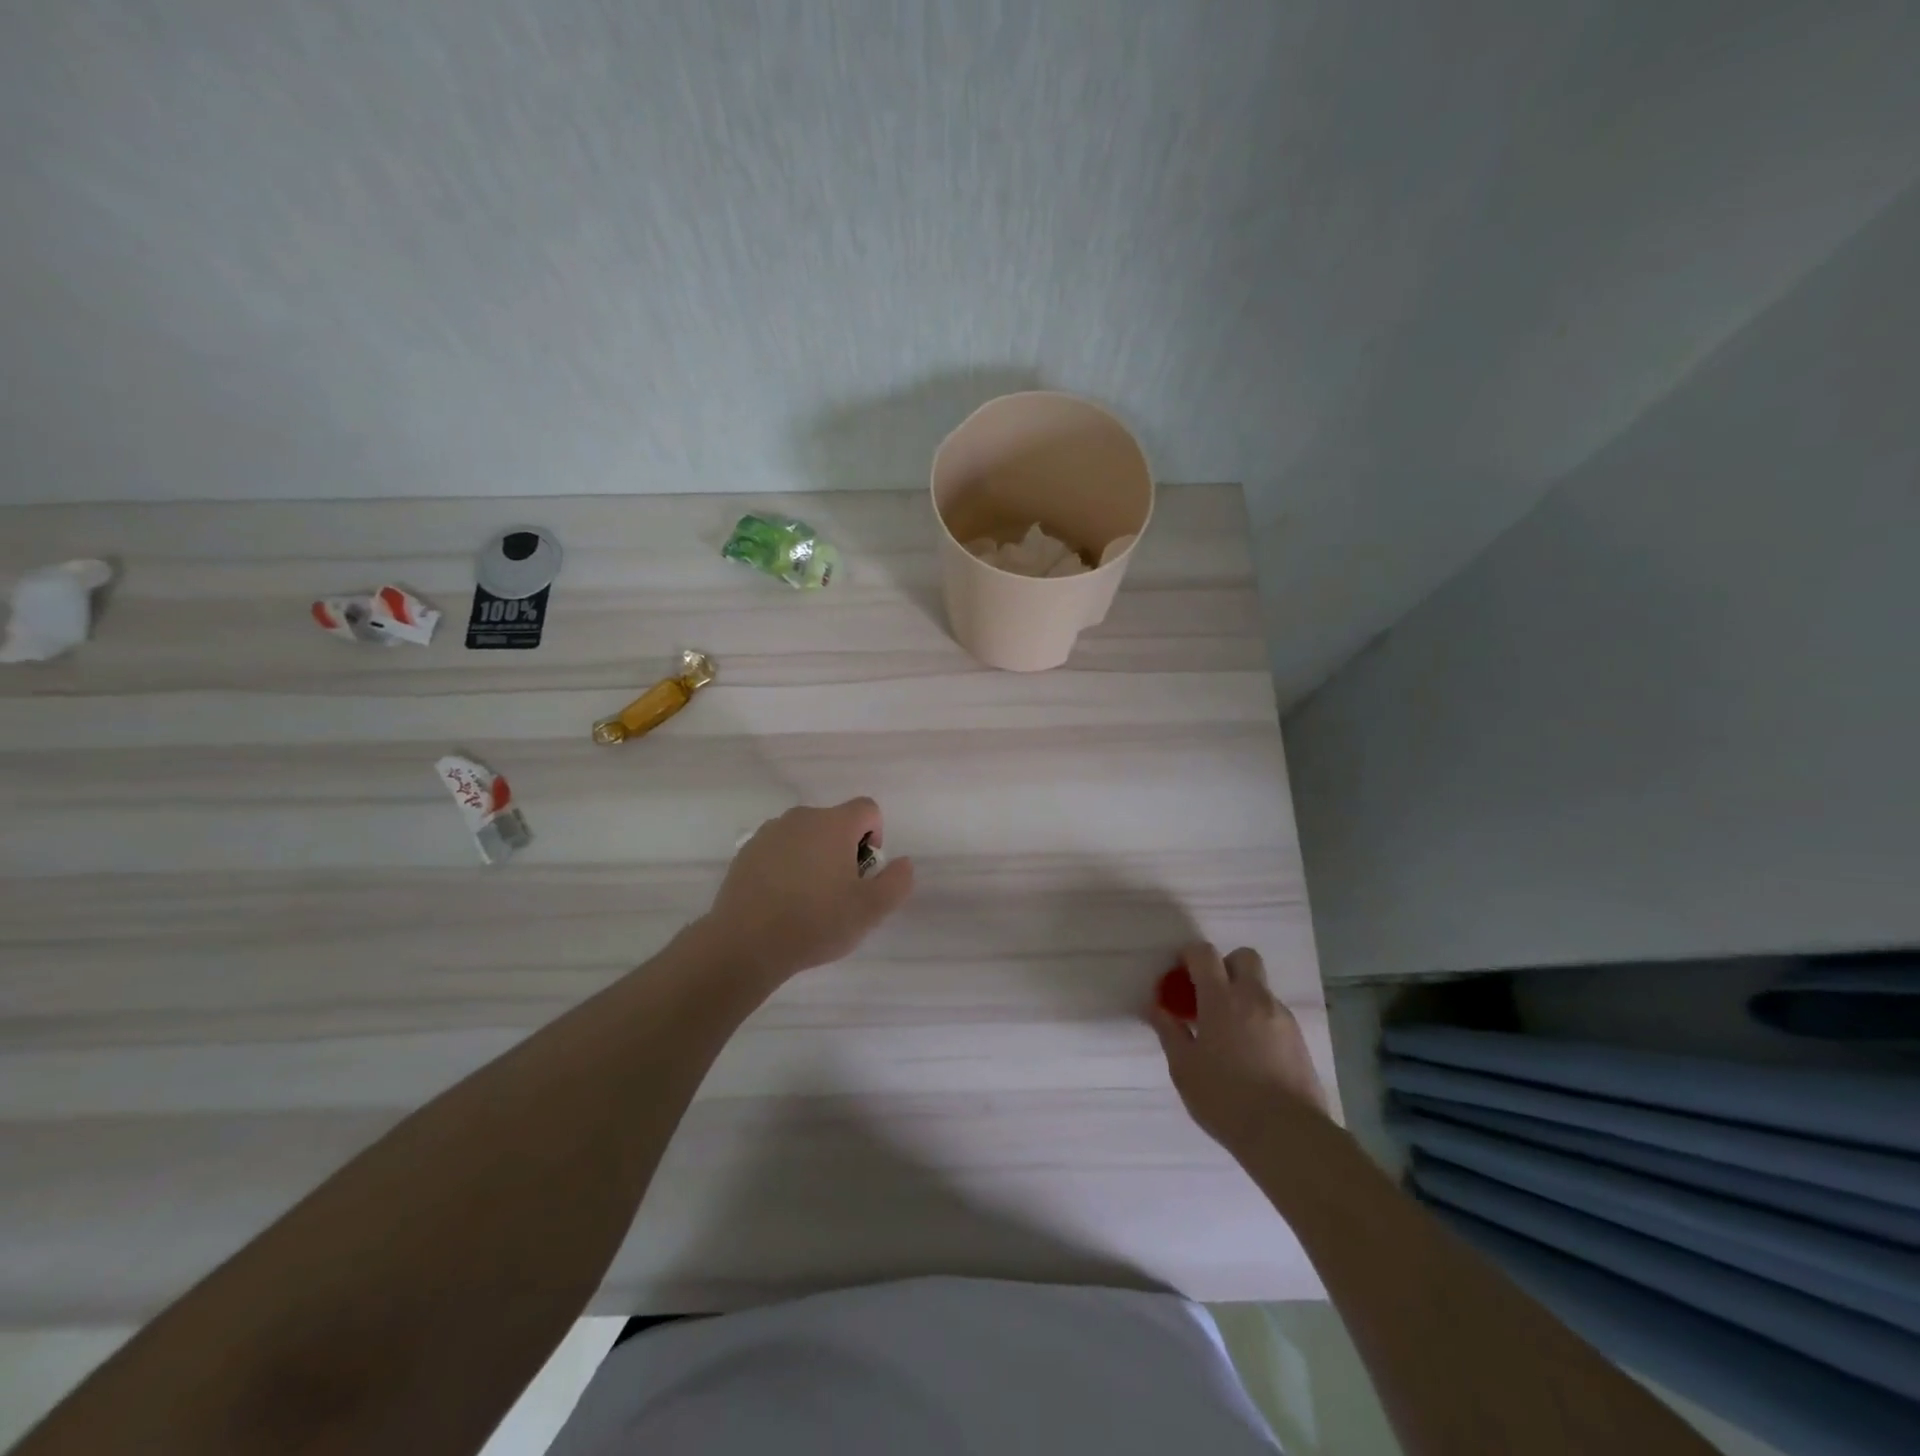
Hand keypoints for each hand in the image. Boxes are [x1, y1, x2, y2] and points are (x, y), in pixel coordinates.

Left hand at [701, 798, 914, 985]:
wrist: (745, 943)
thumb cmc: (815, 922)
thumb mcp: (870, 910)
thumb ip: (897, 881)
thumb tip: (902, 862)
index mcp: (834, 823)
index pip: (868, 809)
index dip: (875, 835)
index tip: (864, 871)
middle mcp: (801, 817)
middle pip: (835, 822)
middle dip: (844, 849)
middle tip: (839, 891)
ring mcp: (769, 832)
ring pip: (806, 835)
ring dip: (814, 856)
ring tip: (808, 898)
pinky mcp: (746, 851)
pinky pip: (779, 849)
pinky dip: (787, 865)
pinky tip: (781, 900)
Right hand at [1148, 942, 1325, 1152]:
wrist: (1288, 1134)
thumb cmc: (1225, 1098)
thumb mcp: (1184, 1067)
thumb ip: (1169, 1031)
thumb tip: (1155, 1007)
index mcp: (1221, 998)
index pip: (1205, 953)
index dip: (1189, 955)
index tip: (1178, 973)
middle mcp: (1254, 998)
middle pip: (1243, 957)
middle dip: (1225, 966)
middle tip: (1209, 995)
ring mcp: (1281, 1017)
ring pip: (1260, 988)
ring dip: (1242, 996)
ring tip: (1228, 1033)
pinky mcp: (1299, 1039)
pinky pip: (1274, 1014)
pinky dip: (1259, 1020)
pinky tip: (1250, 1054)